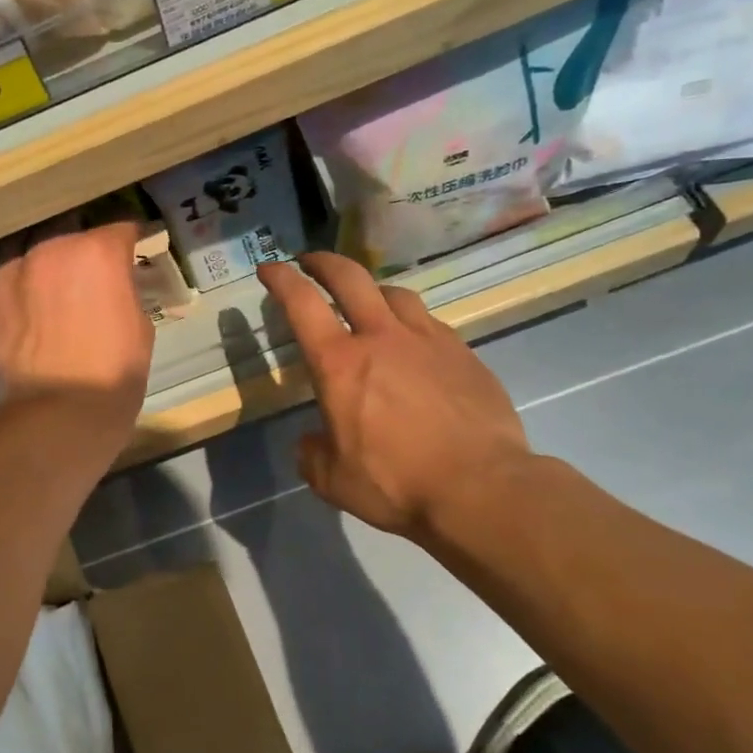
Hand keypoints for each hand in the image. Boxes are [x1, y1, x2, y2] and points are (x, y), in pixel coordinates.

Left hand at [0, 215, 153, 447]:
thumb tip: (116, 281)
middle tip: (88, 264)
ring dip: (37, 248)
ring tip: (44, 266)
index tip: (132, 251)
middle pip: (68, 225)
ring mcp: (10, 269)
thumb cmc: (112, 378)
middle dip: (81, 239)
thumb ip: (124, 290)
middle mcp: (51, 247)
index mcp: (97, 252)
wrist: (56, 420)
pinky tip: (0, 272)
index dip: (129, 241)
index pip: (119, 227)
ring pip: (23, 238)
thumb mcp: (140, 328)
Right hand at [258, 252, 531, 540]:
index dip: (280, 279)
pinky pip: (430, 324)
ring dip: (372, 290)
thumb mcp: (332, 479)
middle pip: (349, 277)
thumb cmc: (396, 483)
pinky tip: (414, 346)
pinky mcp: (463, 354)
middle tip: (310, 262)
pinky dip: (411, 324)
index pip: (301, 303)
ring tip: (368, 302)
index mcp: (339, 363)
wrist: (482, 489)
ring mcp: (428, 340)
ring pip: (395, 294)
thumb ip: (313, 452)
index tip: (269, 268)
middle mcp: (381, 337)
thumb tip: (314, 440)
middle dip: (323, 262)